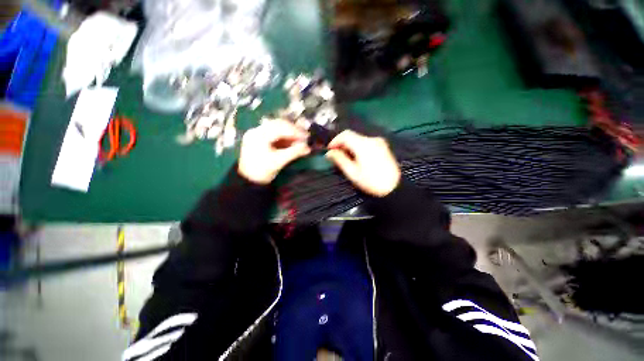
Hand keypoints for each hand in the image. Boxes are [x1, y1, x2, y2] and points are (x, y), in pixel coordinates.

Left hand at [239, 119, 310, 184]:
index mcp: (259, 135)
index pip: (280, 128)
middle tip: (305, 137)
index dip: (295, 131)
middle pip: (278, 125)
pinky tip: (292, 142)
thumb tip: (307, 147)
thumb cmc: (262, 171)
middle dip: (293, 130)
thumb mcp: (279, 161)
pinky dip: (284, 138)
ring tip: (300, 140)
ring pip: (277, 129)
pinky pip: (274, 135)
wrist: (249, 181)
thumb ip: (294, 152)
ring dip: (289, 134)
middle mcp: (256, 131)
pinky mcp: (259, 140)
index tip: (306, 136)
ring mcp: (257, 134)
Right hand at [326, 130, 400, 196]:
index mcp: (363, 145)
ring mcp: (379, 142)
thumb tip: (329, 153)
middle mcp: (372, 139)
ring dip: (350, 145)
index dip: (335, 141)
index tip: (329, 150)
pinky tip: (357, 157)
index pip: (345, 135)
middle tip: (336, 155)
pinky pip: (366, 142)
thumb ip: (340, 160)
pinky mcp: (383, 146)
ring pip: (359, 139)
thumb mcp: (352, 172)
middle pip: (352, 136)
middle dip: (342, 143)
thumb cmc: (371, 182)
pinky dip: (358, 147)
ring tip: (345, 157)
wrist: (394, 188)